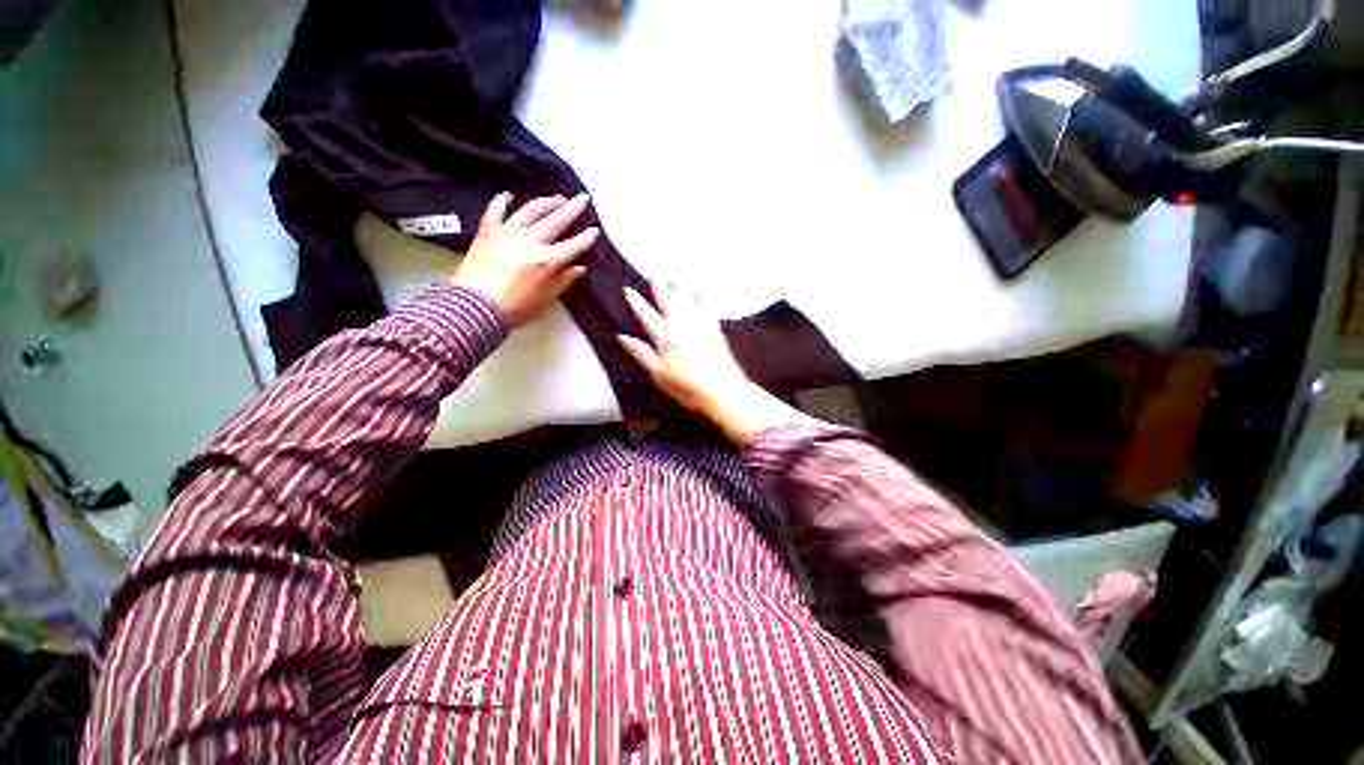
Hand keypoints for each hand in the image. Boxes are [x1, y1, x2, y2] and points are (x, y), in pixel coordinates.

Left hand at [452, 192, 598, 327]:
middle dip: (572, 209)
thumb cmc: (516, 307)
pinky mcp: (487, 232)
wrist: (475, 306)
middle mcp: (531, 241)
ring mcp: (508, 233)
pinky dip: (502, 202)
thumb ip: (564, 280)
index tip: (595, 229)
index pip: (573, 245)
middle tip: (582, 198)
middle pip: (555, 221)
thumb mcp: (546, 299)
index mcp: (548, 260)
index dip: (586, 237)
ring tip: (557, 197)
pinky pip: (496, 212)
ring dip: (546, 202)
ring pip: (530, 211)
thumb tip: (579, 268)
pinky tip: (508, 195)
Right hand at [618, 280, 815, 444]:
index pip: (646, 314)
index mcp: (665, 337)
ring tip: (672, 275)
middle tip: (653, 272)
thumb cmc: (688, 387)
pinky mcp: (714, 327)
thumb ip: (641, 353)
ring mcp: (700, 323)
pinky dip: (698, 294)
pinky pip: (704, 304)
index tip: (628, 289)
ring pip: (686, 297)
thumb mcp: (658, 375)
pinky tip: (696, 291)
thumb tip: (622, 337)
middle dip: (658, 285)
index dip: (635, 301)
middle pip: (667, 299)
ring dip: (678, 285)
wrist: (724, 390)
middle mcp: (682, 324)